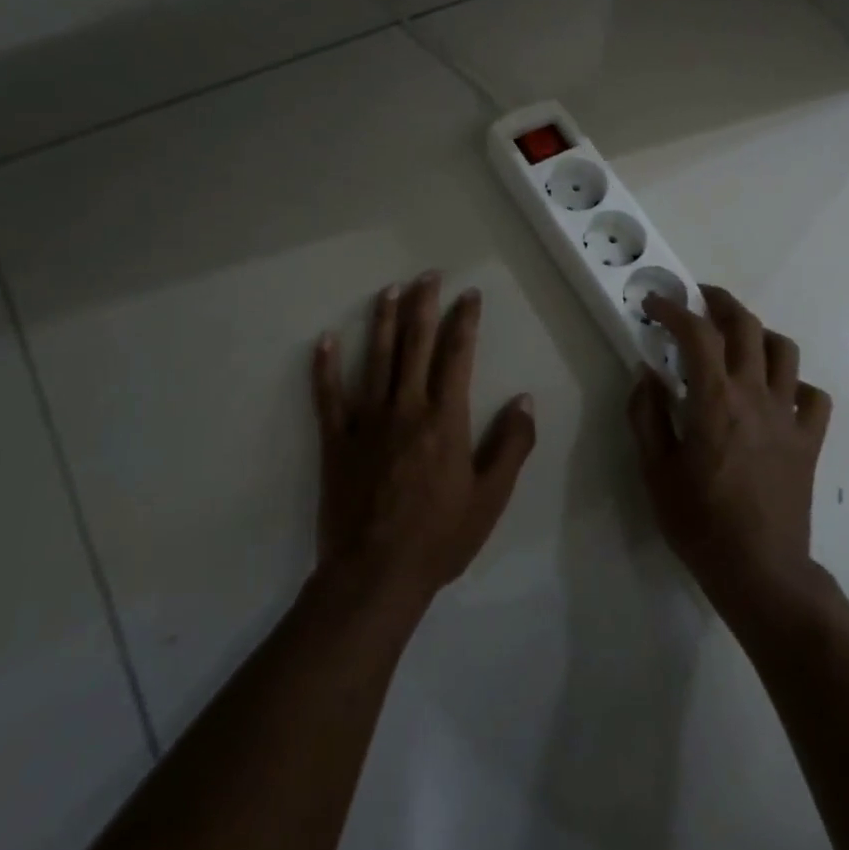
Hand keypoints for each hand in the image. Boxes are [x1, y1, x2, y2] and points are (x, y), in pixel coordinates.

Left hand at [311, 272, 535, 605]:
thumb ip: (511, 444)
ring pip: (375, 360)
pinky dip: (325, 367)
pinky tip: (325, 340)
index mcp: (446, 419)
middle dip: (423, 306)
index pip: (457, 356)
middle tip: (428, 275)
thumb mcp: (491, 496)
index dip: (464, 321)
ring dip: (382, 321)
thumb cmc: (441, 536)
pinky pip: (329, 397)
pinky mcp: (337, 442)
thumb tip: (523, 399)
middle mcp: (407, 409)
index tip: (469, 295)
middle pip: (414, 345)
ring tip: (388, 290)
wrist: (376, 574)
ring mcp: (367, 423)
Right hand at [627, 285, 832, 613]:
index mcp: (715, 400)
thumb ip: (646, 415)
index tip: (655, 304)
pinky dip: (796, 385)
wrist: (760, 570)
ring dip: (760, 334)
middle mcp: (756, 395)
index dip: (674, 310)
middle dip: (721, 303)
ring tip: (739, 340)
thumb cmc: (699, 523)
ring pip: (785, 351)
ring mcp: (788, 416)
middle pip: (747, 326)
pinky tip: (778, 394)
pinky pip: (814, 398)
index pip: (697, 334)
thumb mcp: (655, 471)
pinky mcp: (809, 440)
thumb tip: (646, 374)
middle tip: (699, 300)